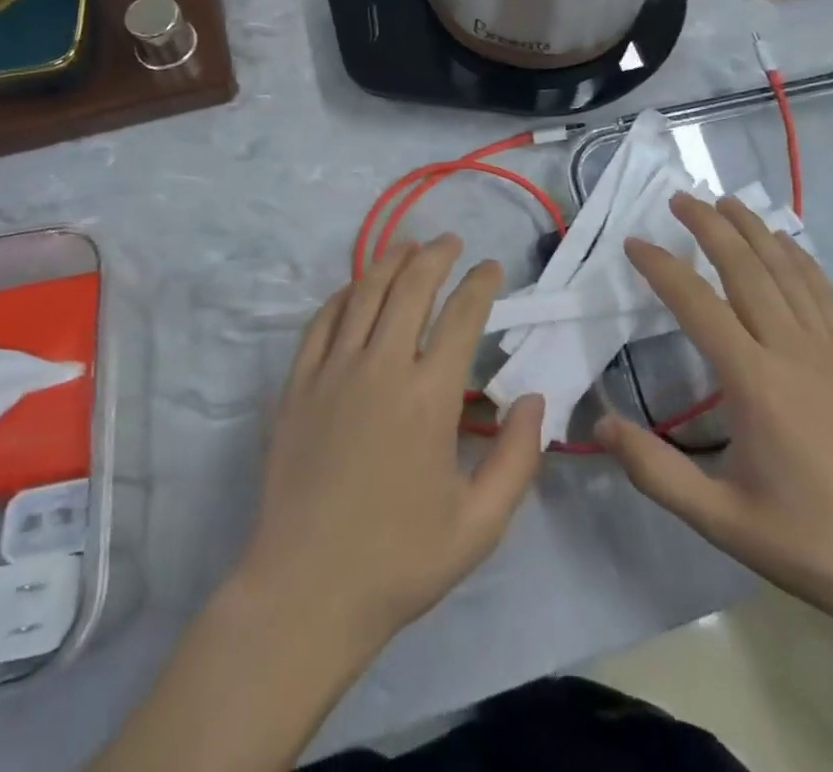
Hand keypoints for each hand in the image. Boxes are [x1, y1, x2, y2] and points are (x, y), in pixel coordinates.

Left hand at [234, 236, 546, 660]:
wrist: (306, 591)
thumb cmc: (399, 561)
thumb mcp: (479, 525)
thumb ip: (518, 459)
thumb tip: (534, 399)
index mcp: (429, 397)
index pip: (462, 316)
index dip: (480, 284)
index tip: (491, 268)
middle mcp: (381, 367)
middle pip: (411, 287)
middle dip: (435, 256)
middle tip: (451, 242)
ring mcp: (333, 371)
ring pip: (365, 293)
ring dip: (390, 261)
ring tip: (409, 246)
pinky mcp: (298, 384)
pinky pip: (323, 322)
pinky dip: (344, 295)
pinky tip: (356, 289)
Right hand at [599, 194, 832, 643]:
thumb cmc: (814, 544)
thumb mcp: (723, 521)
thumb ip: (656, 472)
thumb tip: (600, 423)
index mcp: (755, 382)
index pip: (697, 305)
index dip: (661, 268)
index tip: (633, 243)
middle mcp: (792, 351)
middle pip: (746, 269)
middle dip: (710, 227)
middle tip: (679, 198)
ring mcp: (831, 352)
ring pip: (787, 272)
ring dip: (754, 230)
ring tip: (726, 202)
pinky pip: (824, 294)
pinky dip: (801, 259)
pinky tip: (788, 244)